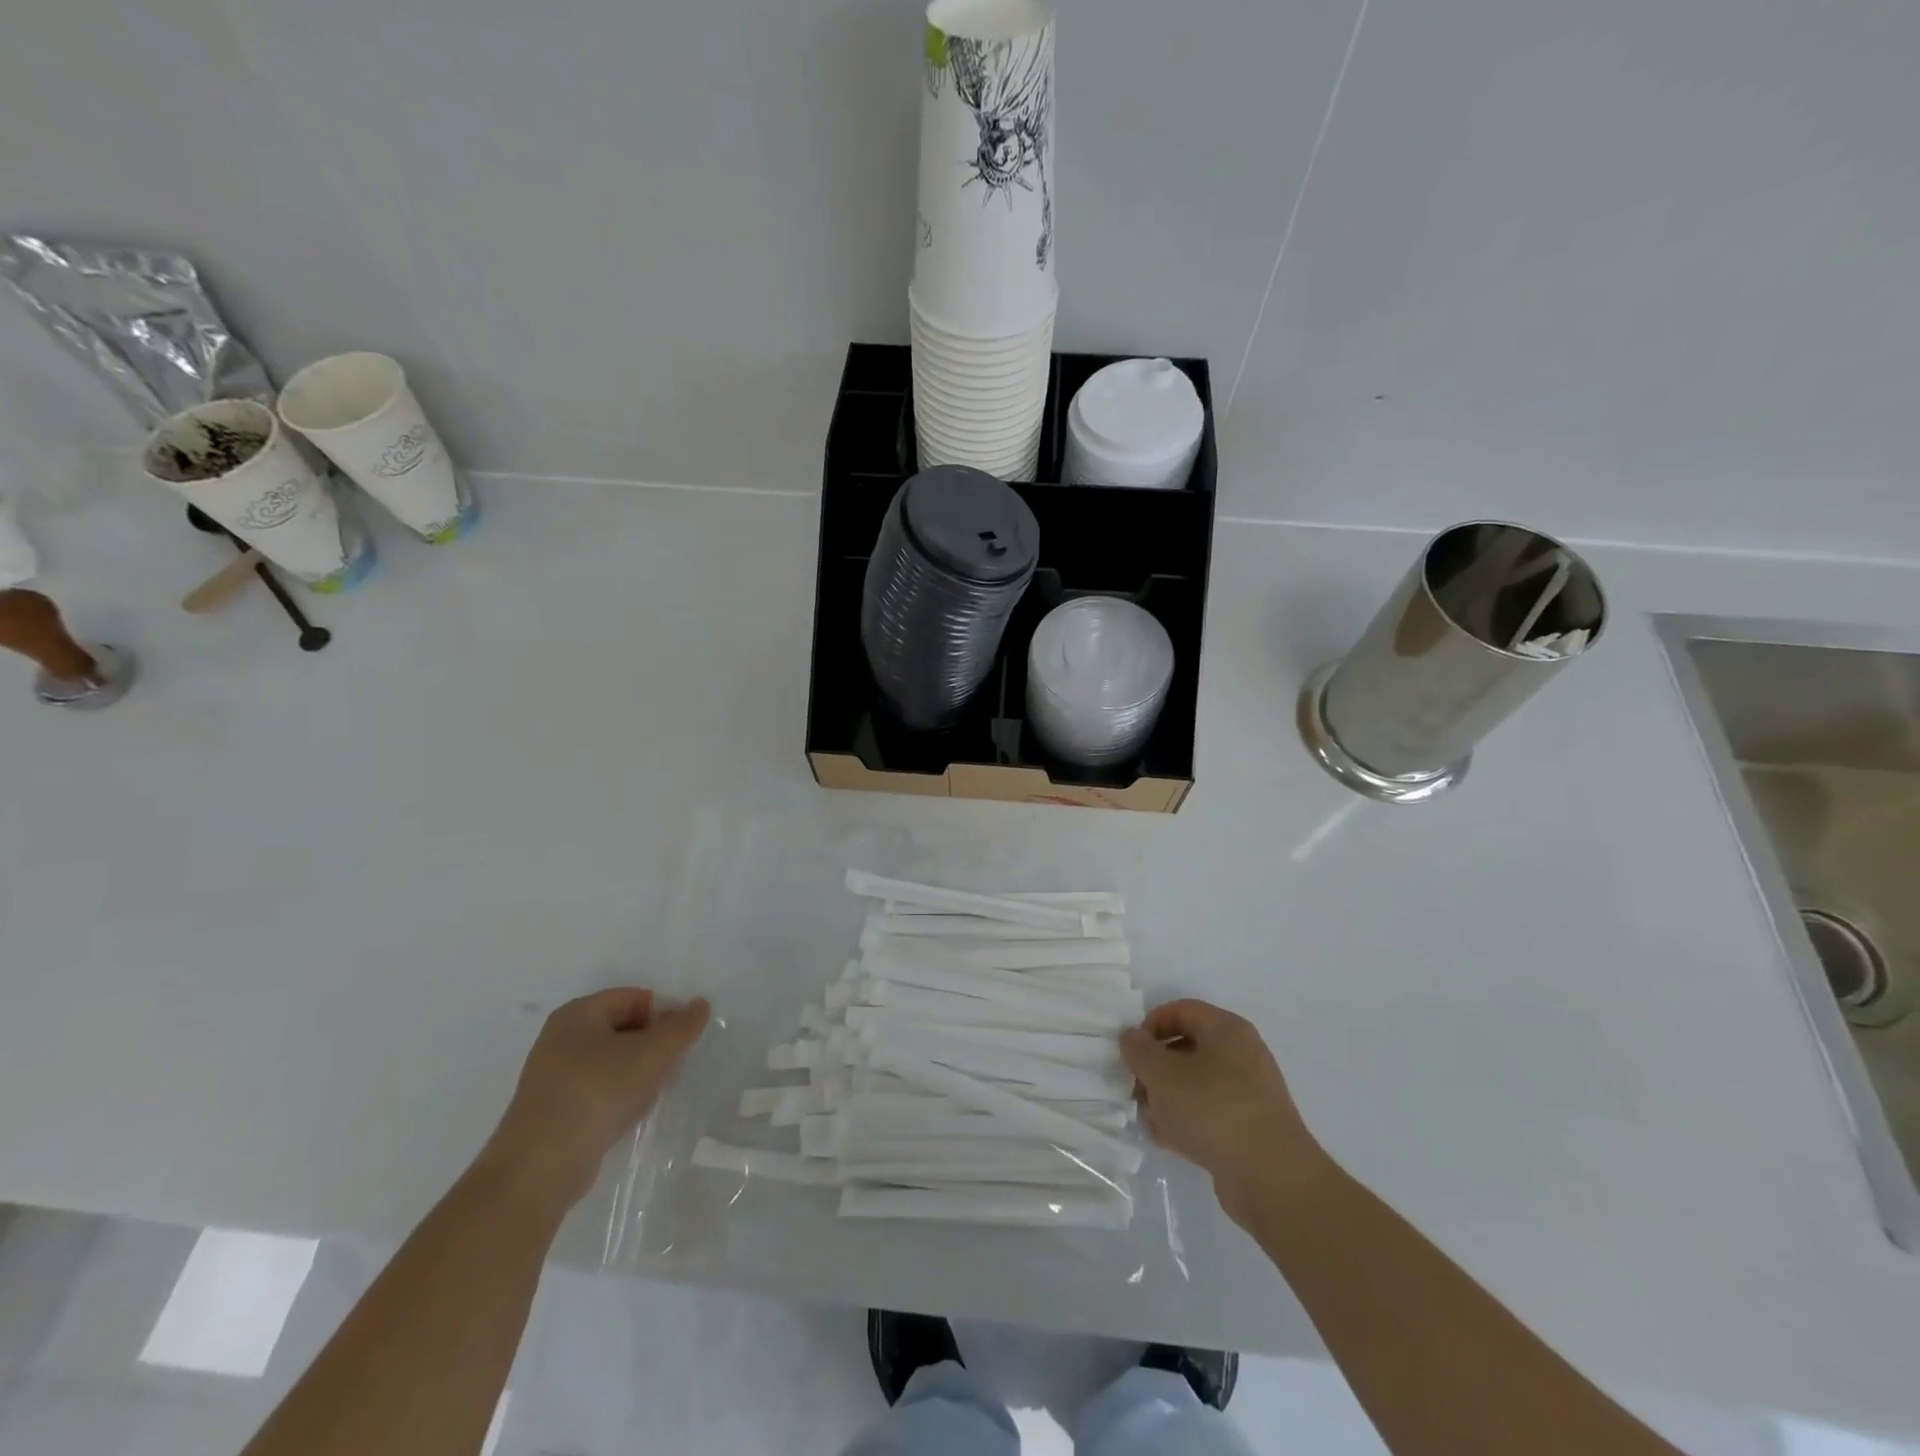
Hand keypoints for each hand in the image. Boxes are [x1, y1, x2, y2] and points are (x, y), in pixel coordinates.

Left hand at [481, 988, 709, 1207]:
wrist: (540, 1167)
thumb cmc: (598, 1093)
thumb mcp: (652, 1053)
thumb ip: (682, 1026)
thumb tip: (700, 1005)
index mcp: (579, 1013)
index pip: (635, 997)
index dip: (664, 1014)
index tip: (682, 1041)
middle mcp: (561, 1037)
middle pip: (623, 1027)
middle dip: (652, 1044)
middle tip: (671, 1066)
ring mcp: (552, 1076)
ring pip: (611, 1060)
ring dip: (637, 1072)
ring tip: (652, 1092)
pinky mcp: (552, 1110)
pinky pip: (596, 1089)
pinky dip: (617, 1095)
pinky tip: (629, 1114)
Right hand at [1120, 999, 1327, 1224]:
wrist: (1271, 1179)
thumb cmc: (1213, 1110)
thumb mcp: (1162, 1074)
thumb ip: (1139, 1050)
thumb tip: (1132, 1037)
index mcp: (1226, 1029)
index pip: (1181, 1010)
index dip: (1150, 1025)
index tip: (1132, 1053)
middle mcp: (1241, 1054)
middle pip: (1186, 1048)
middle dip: (1155, 1068)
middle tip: (1137, 1090)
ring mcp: (1248, 1093)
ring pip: (1195, 1083)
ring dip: (1167, 1098)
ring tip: (1151, 1120)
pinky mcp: (1249, 1127)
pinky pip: (1208, 1113)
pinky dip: (1186, 1121)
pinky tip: (1168, 1140)